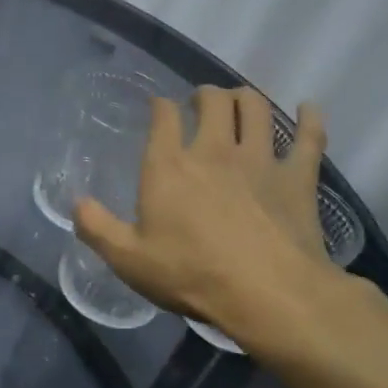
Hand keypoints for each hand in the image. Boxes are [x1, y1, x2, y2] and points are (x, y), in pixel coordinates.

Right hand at [75, 88, 369, 364]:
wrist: (268, 293)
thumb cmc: (191, 274)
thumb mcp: (127, 259)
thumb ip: (96, 228)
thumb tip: (76, 204)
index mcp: (168, 166)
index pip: (163, 116)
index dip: (159, 105)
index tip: (158, 106)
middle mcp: (214, 150)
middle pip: (213, 101)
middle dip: (204, 94)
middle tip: (200, 102)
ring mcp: (260, 160)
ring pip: (256, 108)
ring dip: (246, 98)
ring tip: (239, 102)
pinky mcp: (298, 177)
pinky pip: (309, 137)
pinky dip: (311, 118)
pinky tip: (309, 109)